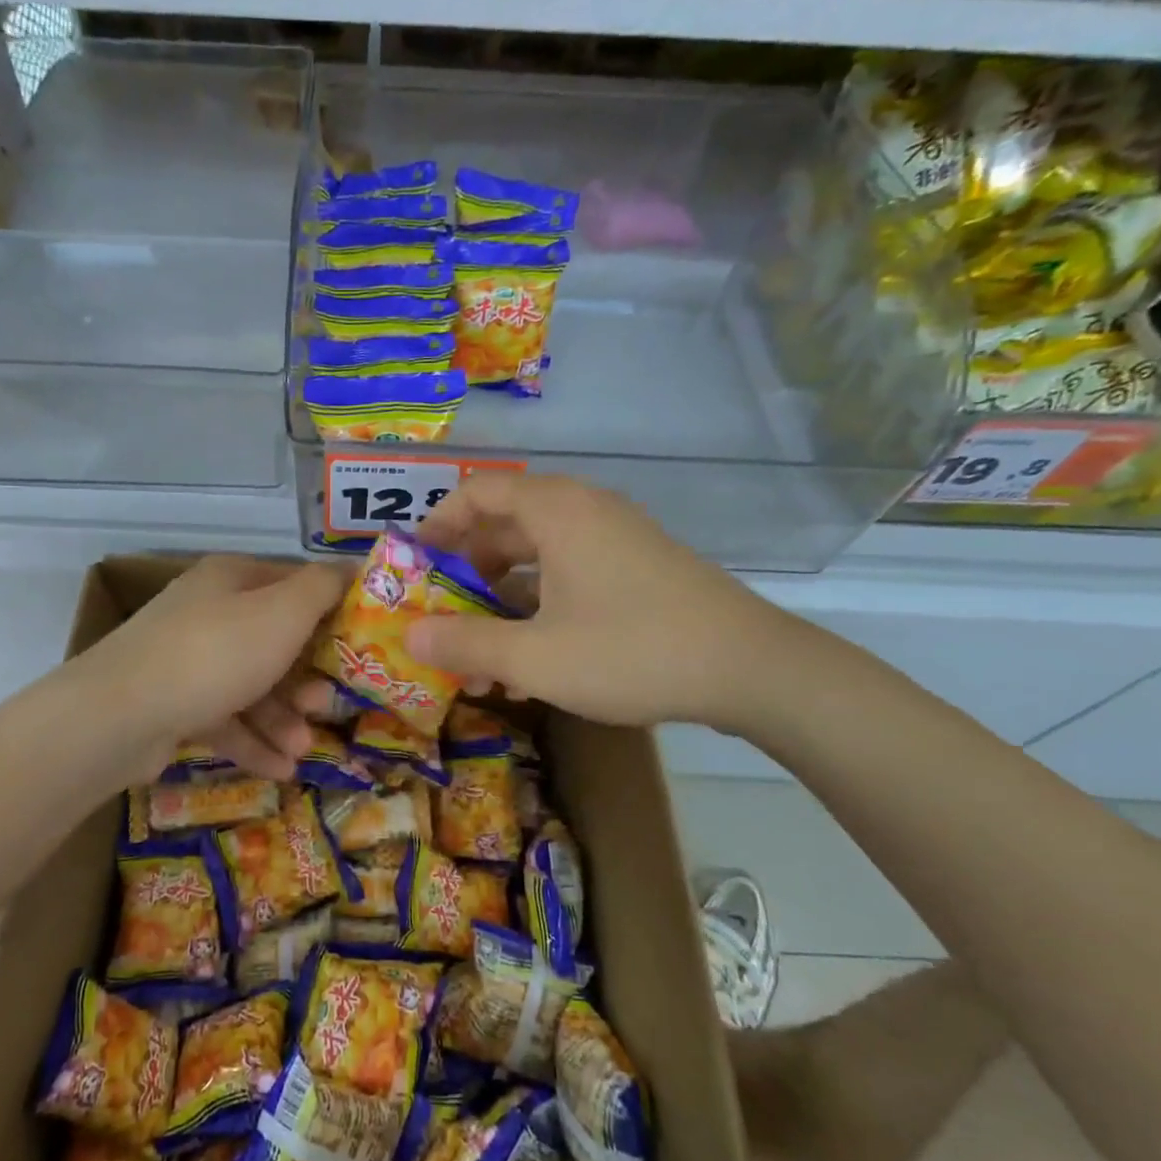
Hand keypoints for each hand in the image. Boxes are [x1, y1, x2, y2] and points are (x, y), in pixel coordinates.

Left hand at [83, 555, 349, 780]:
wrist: (119, 716)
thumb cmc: (214, 654)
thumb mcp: (282, 613)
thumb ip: (322, 588)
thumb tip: (352, 567)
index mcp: (233, 580)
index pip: (294, 585)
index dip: (332, 612)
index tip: (362, 646)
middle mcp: (209, 613)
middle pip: (274, 642)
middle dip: (306, 679)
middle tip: (326, 706)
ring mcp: (187, 660)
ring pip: (251, 686)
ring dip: (283, 719)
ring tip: (301, 751)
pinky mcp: (174, 703)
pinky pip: (225, 719)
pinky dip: (253, 742)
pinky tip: (280, 770)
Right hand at [404, 473, 790, 730]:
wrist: (751, 669)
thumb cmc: (631, 651)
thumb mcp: (534, 657)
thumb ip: (464, 644)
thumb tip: (408, 635)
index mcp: (556, 511)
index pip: (478, 491)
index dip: (438, 523)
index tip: (414, 563)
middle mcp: (586, 510)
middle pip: (506, 523)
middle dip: (466, 569)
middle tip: (441, 612)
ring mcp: (618, 538)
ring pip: (539, 554)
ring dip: (502, 596)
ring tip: (481, 648)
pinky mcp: (639, 567)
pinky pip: (571, 572)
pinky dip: (540, 603)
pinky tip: (532, 655)